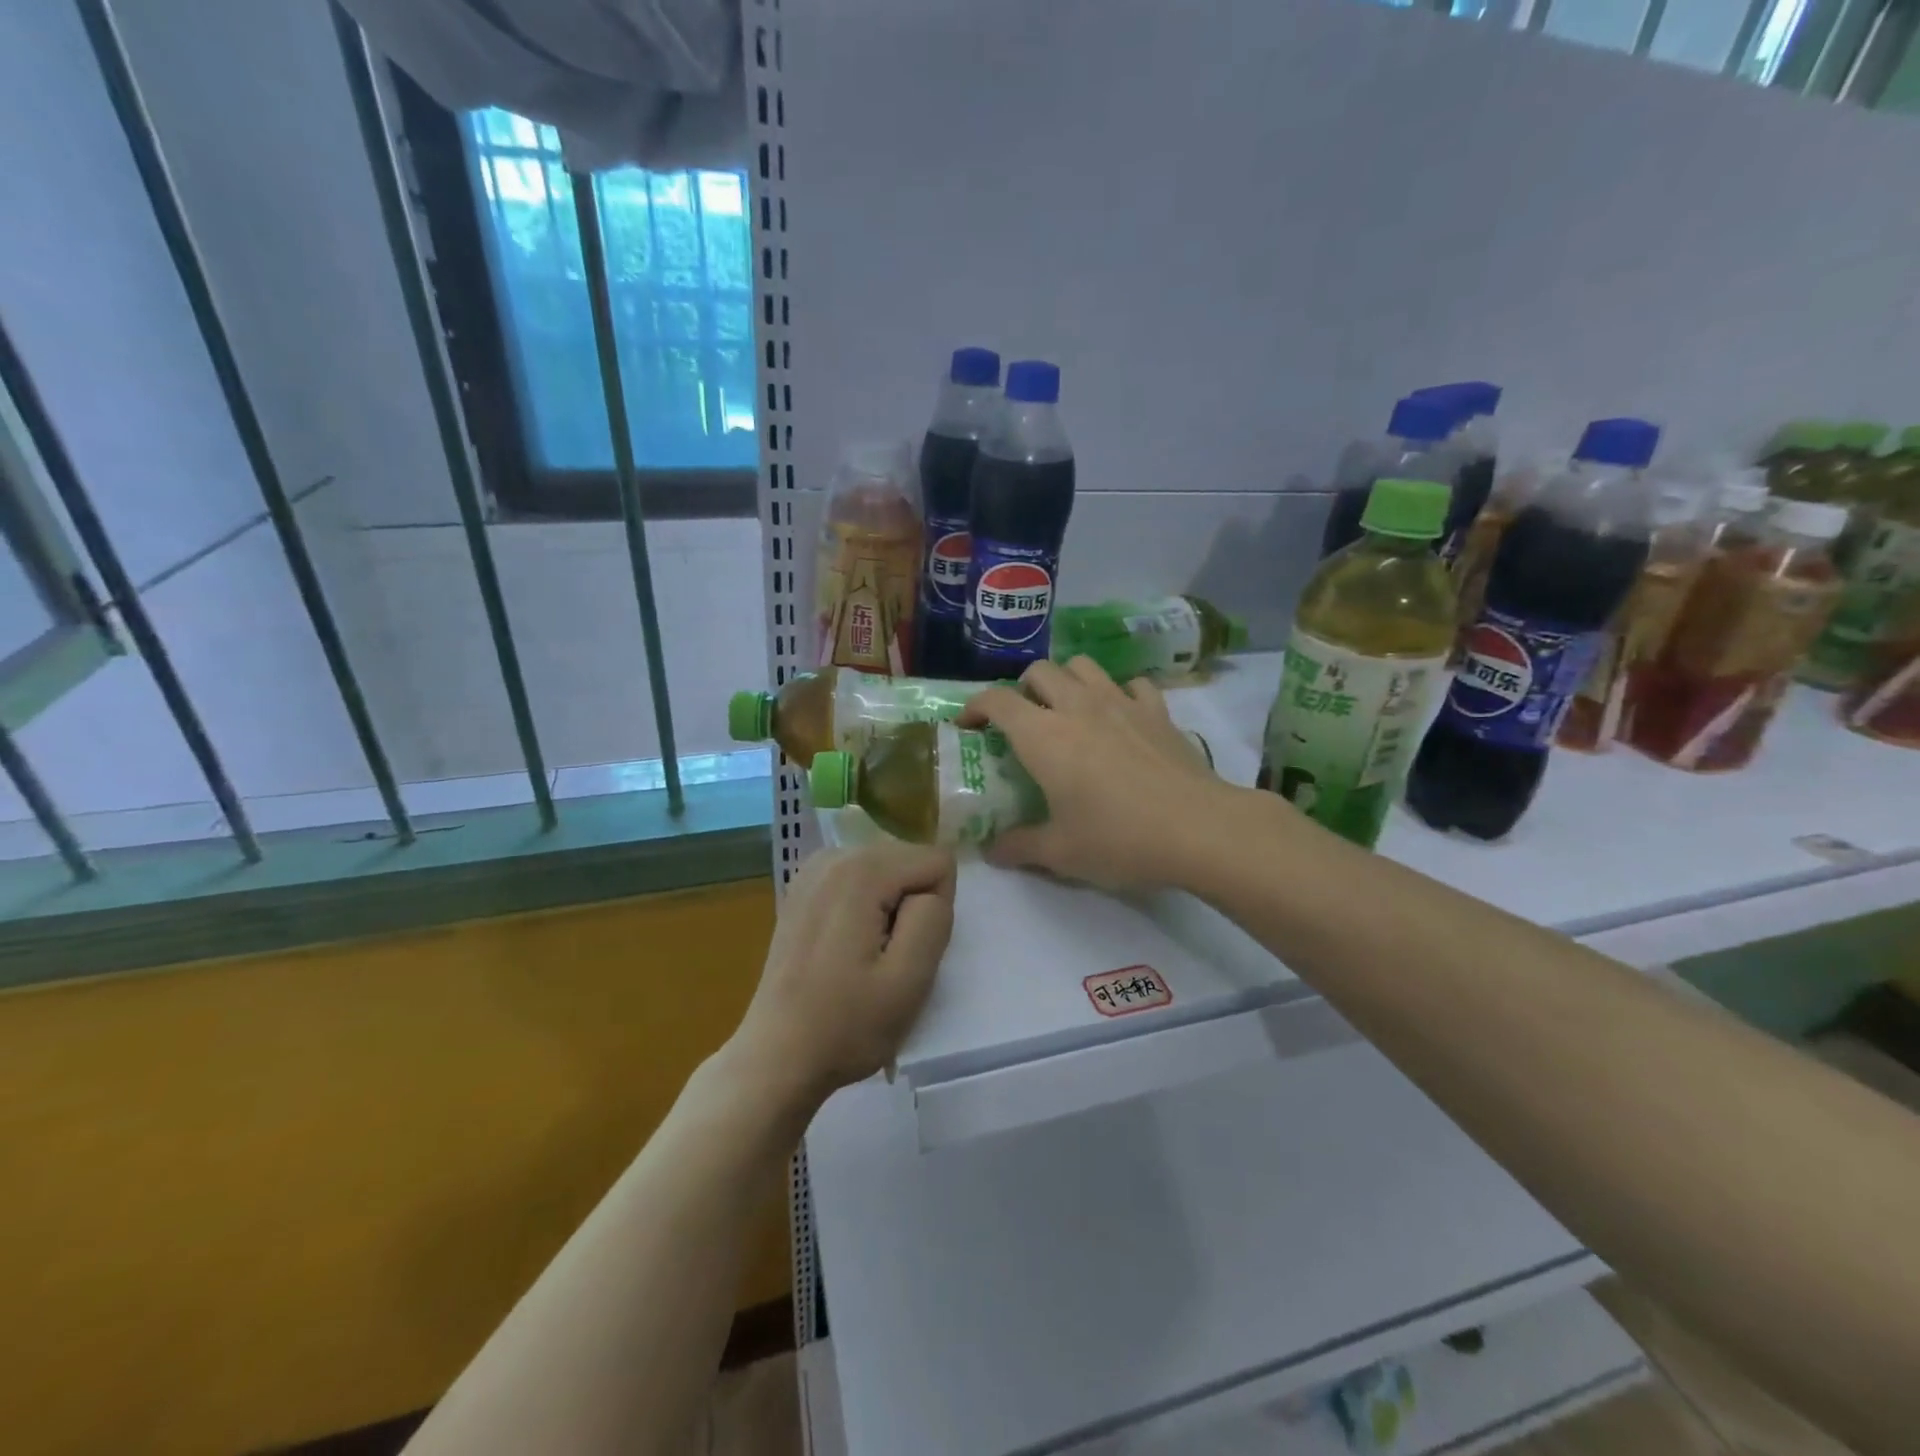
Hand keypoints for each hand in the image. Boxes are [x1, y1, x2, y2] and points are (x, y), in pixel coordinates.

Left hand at [730, 843, 956, 1105]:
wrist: (777, 1057)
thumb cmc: (846, 1025)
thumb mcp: (910, 980)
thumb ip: (933, 918)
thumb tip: (931, 888)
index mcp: (862, 870)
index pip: (937, 862)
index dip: (935, 909)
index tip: (907, 951)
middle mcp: (835, 855)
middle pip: (909, 860)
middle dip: (911, 905)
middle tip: (886, 957)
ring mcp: (812, 870)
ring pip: (888, 870)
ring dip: (889, 908)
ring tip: (865, 955)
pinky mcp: (802, 888)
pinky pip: (861, 880)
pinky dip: (866, 907)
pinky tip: (845, 947)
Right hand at [961, 657, 1232, 890]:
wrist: (1198, 829)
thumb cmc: (1118, 839)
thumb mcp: (1060, 852)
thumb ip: (1019, 846)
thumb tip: (991, 852)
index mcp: (1043, 736)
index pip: (997, 700)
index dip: (974, 707)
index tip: (968, 726)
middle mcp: (1077, 707)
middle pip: (1040, 671)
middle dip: (1022, 689)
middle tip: (1023, 721)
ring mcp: (1121, 703)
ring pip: (1083, 666)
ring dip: (1067, 680)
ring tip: (1068, 710)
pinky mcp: (1158, 711)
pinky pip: (1131, 684)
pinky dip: (1119, 693)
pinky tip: (1121, 717)